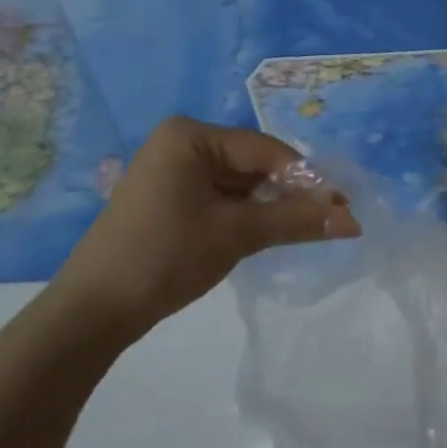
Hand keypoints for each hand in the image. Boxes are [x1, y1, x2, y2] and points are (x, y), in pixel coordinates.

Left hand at [55, 117, 360, 331]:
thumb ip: (296, 221)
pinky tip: (269, 233)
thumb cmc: (165, 257)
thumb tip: (353, 221)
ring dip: (271, 207)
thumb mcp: (237, 234)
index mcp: (191, 135)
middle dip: (290, 194)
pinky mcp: (170, 199)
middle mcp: (182, 143)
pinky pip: (221, 198)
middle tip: (329, 222)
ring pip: (240, 183)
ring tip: (305, 231)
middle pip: (254, 164)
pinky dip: (247, 215)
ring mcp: (173, 171)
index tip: (343, 207)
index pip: (265, 150)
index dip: (307, 179)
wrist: (92, 311)